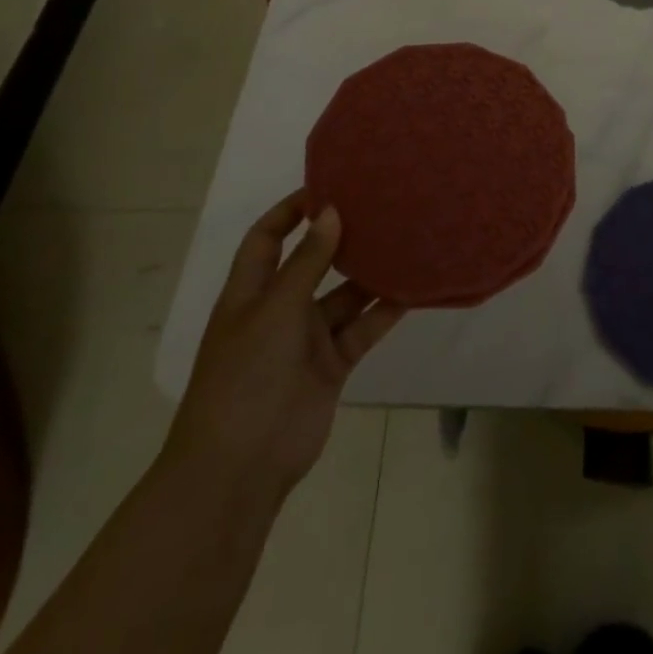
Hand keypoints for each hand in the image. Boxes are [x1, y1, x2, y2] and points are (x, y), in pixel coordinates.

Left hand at [160, 192, 403, 511]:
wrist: (240, 468)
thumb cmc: (245, 377)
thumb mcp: (274, 310)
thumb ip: (307, 262)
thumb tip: (331, 211)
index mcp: (250, 293)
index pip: (267, 239)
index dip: (291, 211)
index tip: (328, 185)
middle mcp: (279, 310)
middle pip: (312, 262)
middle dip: (340, 237)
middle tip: (380, 205)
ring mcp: (306, 340)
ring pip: (344, 295)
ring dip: (370, 273)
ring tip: (406, 238)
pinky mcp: (331, 365)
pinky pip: (362, 328)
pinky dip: (384, 310)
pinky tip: (412, 287)